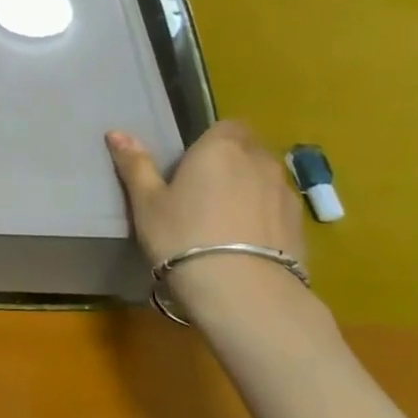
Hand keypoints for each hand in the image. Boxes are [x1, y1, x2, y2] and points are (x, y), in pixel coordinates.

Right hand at [106, 121, 306, 317]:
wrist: (242, 291)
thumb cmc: (182, 236)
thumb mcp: (147, 202)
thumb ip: (136, 165)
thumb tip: (116, 132)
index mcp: (221, 147)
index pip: (227, 125)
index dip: (211, 141)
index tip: (191, 165)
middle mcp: (260, 160)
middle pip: (249, 149)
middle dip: (232, 162)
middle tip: (203, 191)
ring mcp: (286, 192)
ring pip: (266, 179)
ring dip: (250, 188)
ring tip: (225, 220)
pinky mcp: (301, 225)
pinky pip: (278, 208)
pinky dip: (265, 216)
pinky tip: (245, 243)